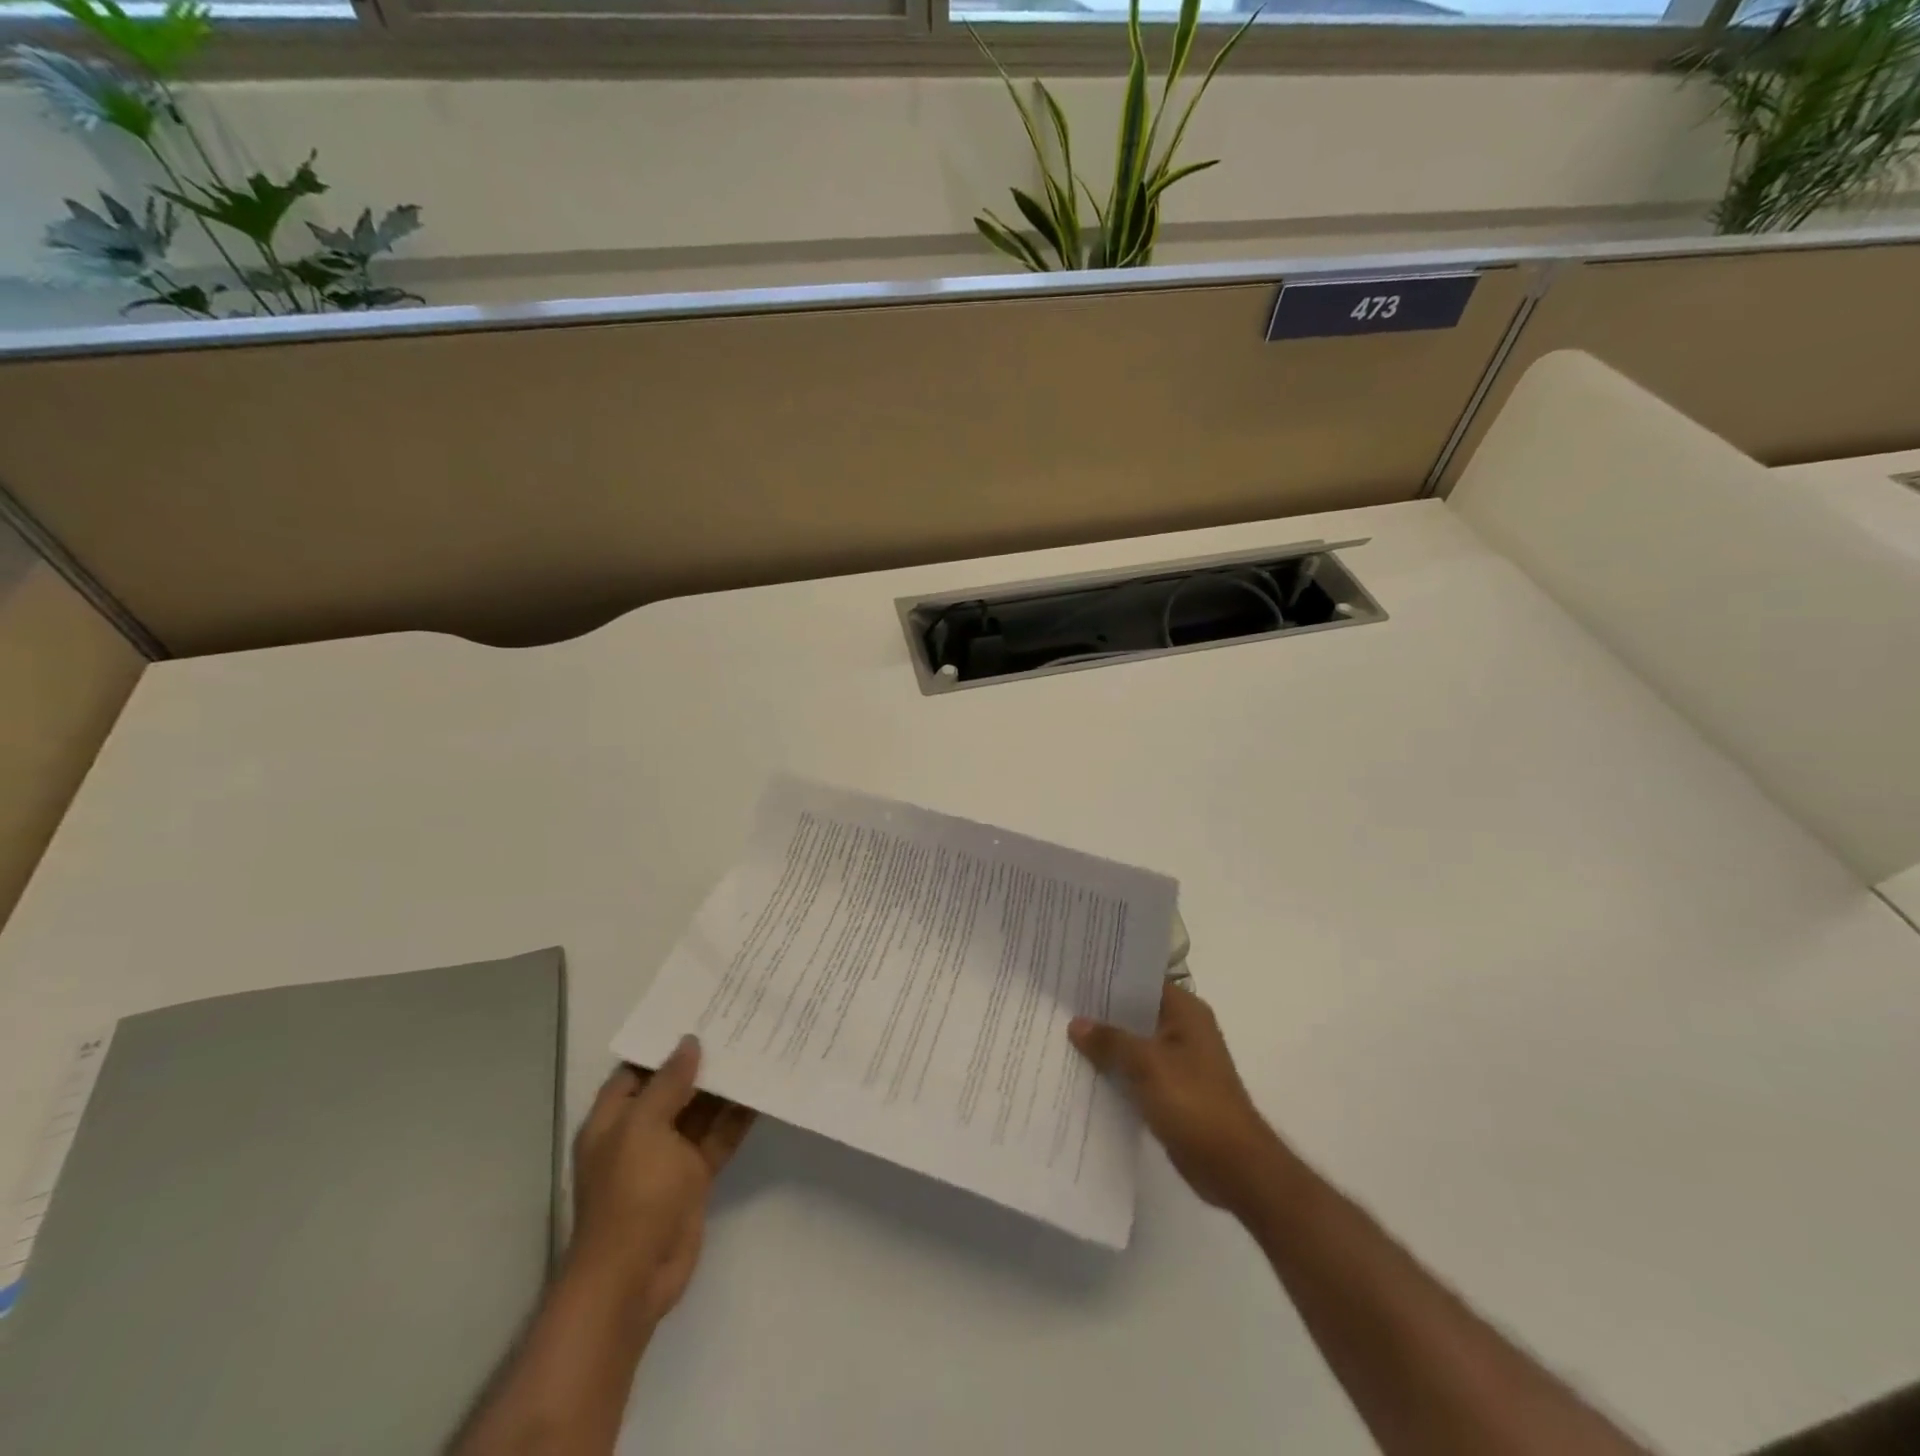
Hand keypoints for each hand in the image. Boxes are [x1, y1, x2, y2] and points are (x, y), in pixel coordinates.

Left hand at [569, 1036, 754, 1328]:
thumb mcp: (644, 1129)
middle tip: (739, 1025)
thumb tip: (689, 1043)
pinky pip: (718, 1138)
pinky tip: (762, 1095)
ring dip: (724, 1088)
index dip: (664, 1044)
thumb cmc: (631, 1194)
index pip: (638, 1069)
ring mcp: (668, 1156)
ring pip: (700, 1111)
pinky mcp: (694, 1176)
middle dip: (702, 1061)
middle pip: (673, 1087)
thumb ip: (668, 1084)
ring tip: (757, 1049)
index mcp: (614, 1119)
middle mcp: (640, 1132)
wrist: (634, 1277)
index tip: (698, 1014)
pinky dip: (737, 1119)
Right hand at [1069, 982, 1280, 1214]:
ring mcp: (1178, 1061)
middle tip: (1059, 1002)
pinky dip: (1115, 1071)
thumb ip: (1110, 1041)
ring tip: (1061, 1033)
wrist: (1233, 1165)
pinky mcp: (1171, 1091)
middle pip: (1135, 1011)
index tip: (1074, 972)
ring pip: (1133, 1043)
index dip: (1109, 976)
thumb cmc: (1194, 1102)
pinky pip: (1136, 1071)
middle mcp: (1183, 1030)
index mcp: (1186, 1011)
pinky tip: (1083, 1071)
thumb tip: (1076, 1023)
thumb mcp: (1147, 1064)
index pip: (1142, 980)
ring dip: (1106, 1044)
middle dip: (1101, 1011)